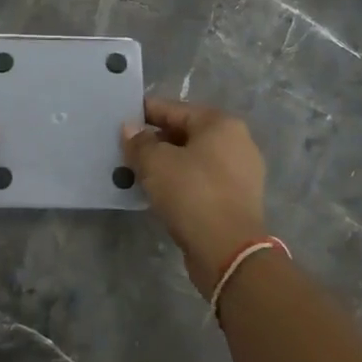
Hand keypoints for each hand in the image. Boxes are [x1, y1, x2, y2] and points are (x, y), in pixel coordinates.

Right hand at [122, 97, 268, 297]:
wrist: (229, 251)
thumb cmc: (192, 194)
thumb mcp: (156, 163)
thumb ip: (139, 142)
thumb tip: (130, 129)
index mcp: (221, 124)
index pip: (174, 109)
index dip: (144, 113)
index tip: (120, 119)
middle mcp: (237, 142)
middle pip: (185, 133)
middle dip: (155, 141)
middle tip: (125, 150)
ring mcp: (241, 173)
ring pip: (193, 159)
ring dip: (167, 164)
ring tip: (137, 172)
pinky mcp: (237, 200)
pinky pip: (201, 182)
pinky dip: (181, 183)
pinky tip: (159, 193)